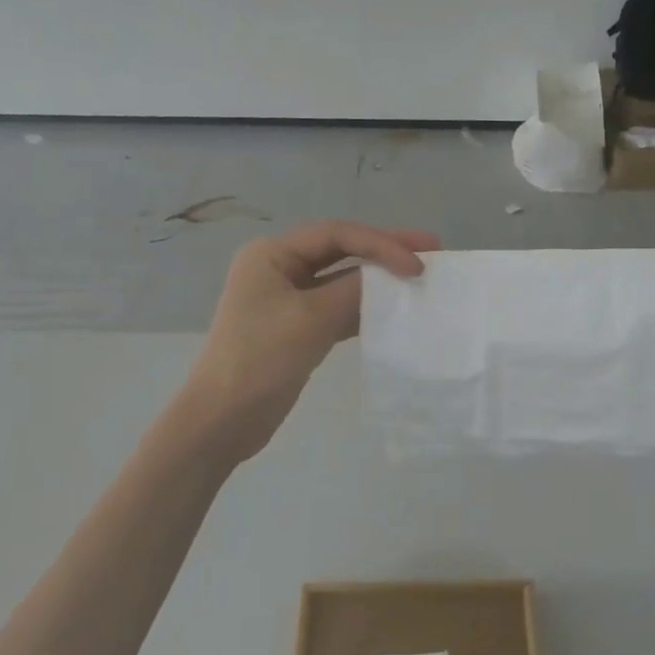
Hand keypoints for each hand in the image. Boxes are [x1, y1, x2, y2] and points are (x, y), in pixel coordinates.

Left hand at [182, 220, 439, 461]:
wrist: (223, 420)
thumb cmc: (261, 359)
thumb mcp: (311, 319)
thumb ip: (354, 291)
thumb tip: (391, 276)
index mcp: (272, 254)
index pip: (336, 234)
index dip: (381, 243)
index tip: (418, 263)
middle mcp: (279, 267)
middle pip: (340, 250)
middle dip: (384, 249)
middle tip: (431, 249)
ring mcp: (288, 298)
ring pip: (341, 278)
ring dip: (377, 279)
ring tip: (418, 277)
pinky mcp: (297, 327)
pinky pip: (337, 306)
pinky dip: (364, 307)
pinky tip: (394, 310)